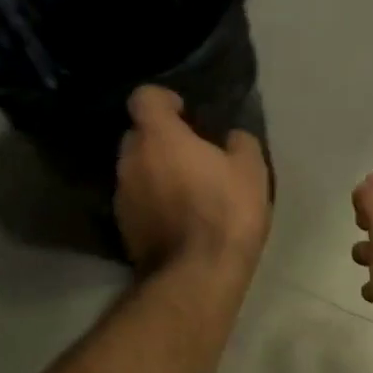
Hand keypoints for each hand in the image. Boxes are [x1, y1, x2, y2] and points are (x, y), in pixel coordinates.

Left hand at [115, 86, 270, 275]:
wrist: (196, 275)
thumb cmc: (226, 212)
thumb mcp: (251, 170)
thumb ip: (240, 142)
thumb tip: (232, 137)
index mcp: (158, 137)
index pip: (144, 97)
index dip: (164, 100)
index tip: (185, 113)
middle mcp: (130, 160)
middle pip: (137, 134)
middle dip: (159, 137)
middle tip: (190, 152)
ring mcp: (121, 195)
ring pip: (135, 169)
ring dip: (154, 170)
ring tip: (185, 187)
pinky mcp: (122, 226)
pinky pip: (136, 199)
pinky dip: (151, 200)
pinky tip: (177, 216)